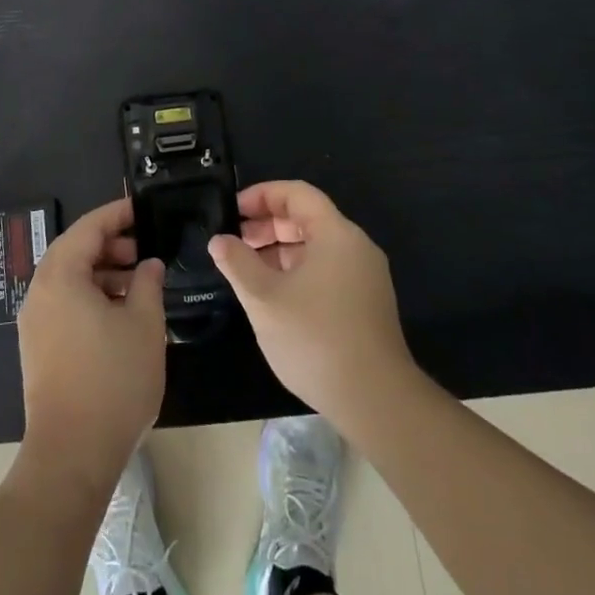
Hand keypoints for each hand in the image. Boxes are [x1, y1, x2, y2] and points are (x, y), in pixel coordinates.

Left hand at [17, 198, 167, 490]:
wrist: (72, 453)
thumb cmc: (113, 380)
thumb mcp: (144, 324)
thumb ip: (149, 283)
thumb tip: (148, 264)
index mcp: (61, 276)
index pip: (89, 227)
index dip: (118, 214)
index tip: (144, 209)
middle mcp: (40, 291)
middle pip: (75, 250)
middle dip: (111, 245)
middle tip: (145, 250)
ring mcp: (35, 321)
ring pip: (70, 279)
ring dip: (103, 273)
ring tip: (139, 283)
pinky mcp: (38, 346)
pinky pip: (64, 303)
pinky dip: (90, 296)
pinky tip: (120, 314)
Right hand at [209, 181, 414, 424]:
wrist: (375, 400)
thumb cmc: (315, 338)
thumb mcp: (264, 298)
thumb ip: (237, 263)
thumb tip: (219, 240)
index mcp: (336, 234)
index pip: (297, 194)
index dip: (262, 195)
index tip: (233, 211)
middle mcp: (356, 247)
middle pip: (308, 218)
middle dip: (267, 224)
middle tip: (234, 241)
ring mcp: (365, 277)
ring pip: (316, 247)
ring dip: (279, 250)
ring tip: (247, 269)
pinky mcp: (366, 304)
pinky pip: (327, 270)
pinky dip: (297, 271)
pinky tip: (274, 294)